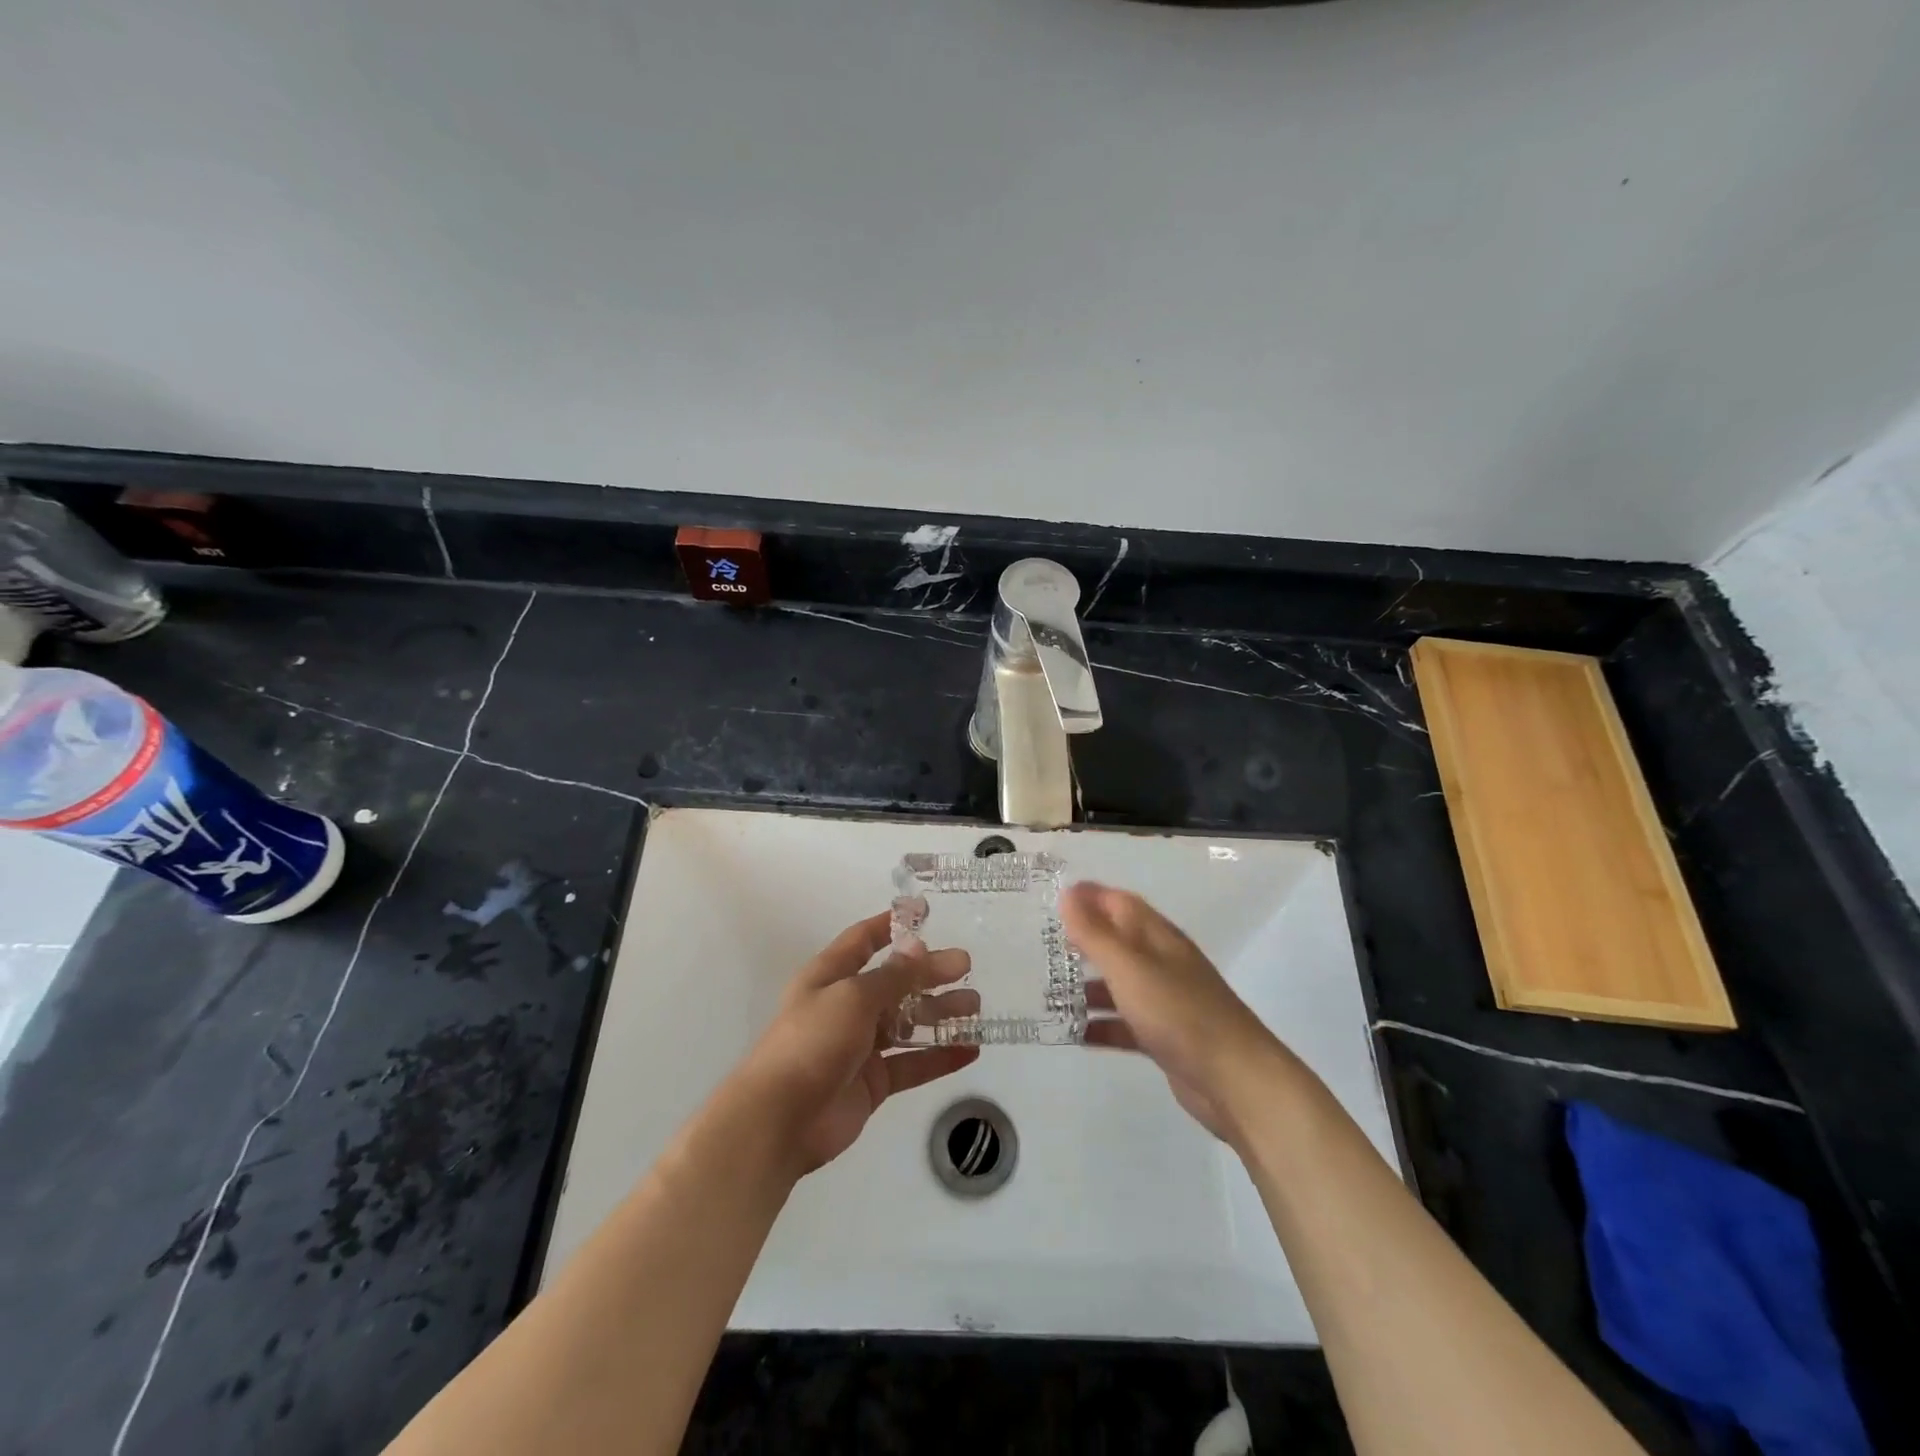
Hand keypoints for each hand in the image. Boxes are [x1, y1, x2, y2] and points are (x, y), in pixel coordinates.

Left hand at [734, 911, 979, 1173]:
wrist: (780, 1120)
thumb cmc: (812, 1042)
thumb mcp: (853, 997)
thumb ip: (892, 976)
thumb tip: (919, 947)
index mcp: (830, 976)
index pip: (863, 940)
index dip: (892, 925)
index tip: (926, 912)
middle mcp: (846, 1006)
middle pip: (894, 982)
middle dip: (929, 973)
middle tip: (967, 966)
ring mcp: (860, 1046)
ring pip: (907, 1022)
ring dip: (940, 1013)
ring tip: (975, 1007)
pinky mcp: (873, 1082)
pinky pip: (912, 1063)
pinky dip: (940, 1056)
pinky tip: (970, 1050)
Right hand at [1062, 882, 1277, 1142]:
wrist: (1234, 1080)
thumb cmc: (1178, 1012)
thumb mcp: (1129, 968)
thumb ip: (1095, 933)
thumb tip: (1068, 893)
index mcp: (1157, 937)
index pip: (1119, 903)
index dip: (1089, 897)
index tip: (1053, 899)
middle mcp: (1162, 963)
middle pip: (1118, 942)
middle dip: (1083, 942)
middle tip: (1044, 947)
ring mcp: (1165, 1001)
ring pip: (1119, 984)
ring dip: (1087, 986)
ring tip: (1047, 993)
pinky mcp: (1165, 1037)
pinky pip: (1125, 1023)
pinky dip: (1101, 1024)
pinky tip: (1073, 1033)